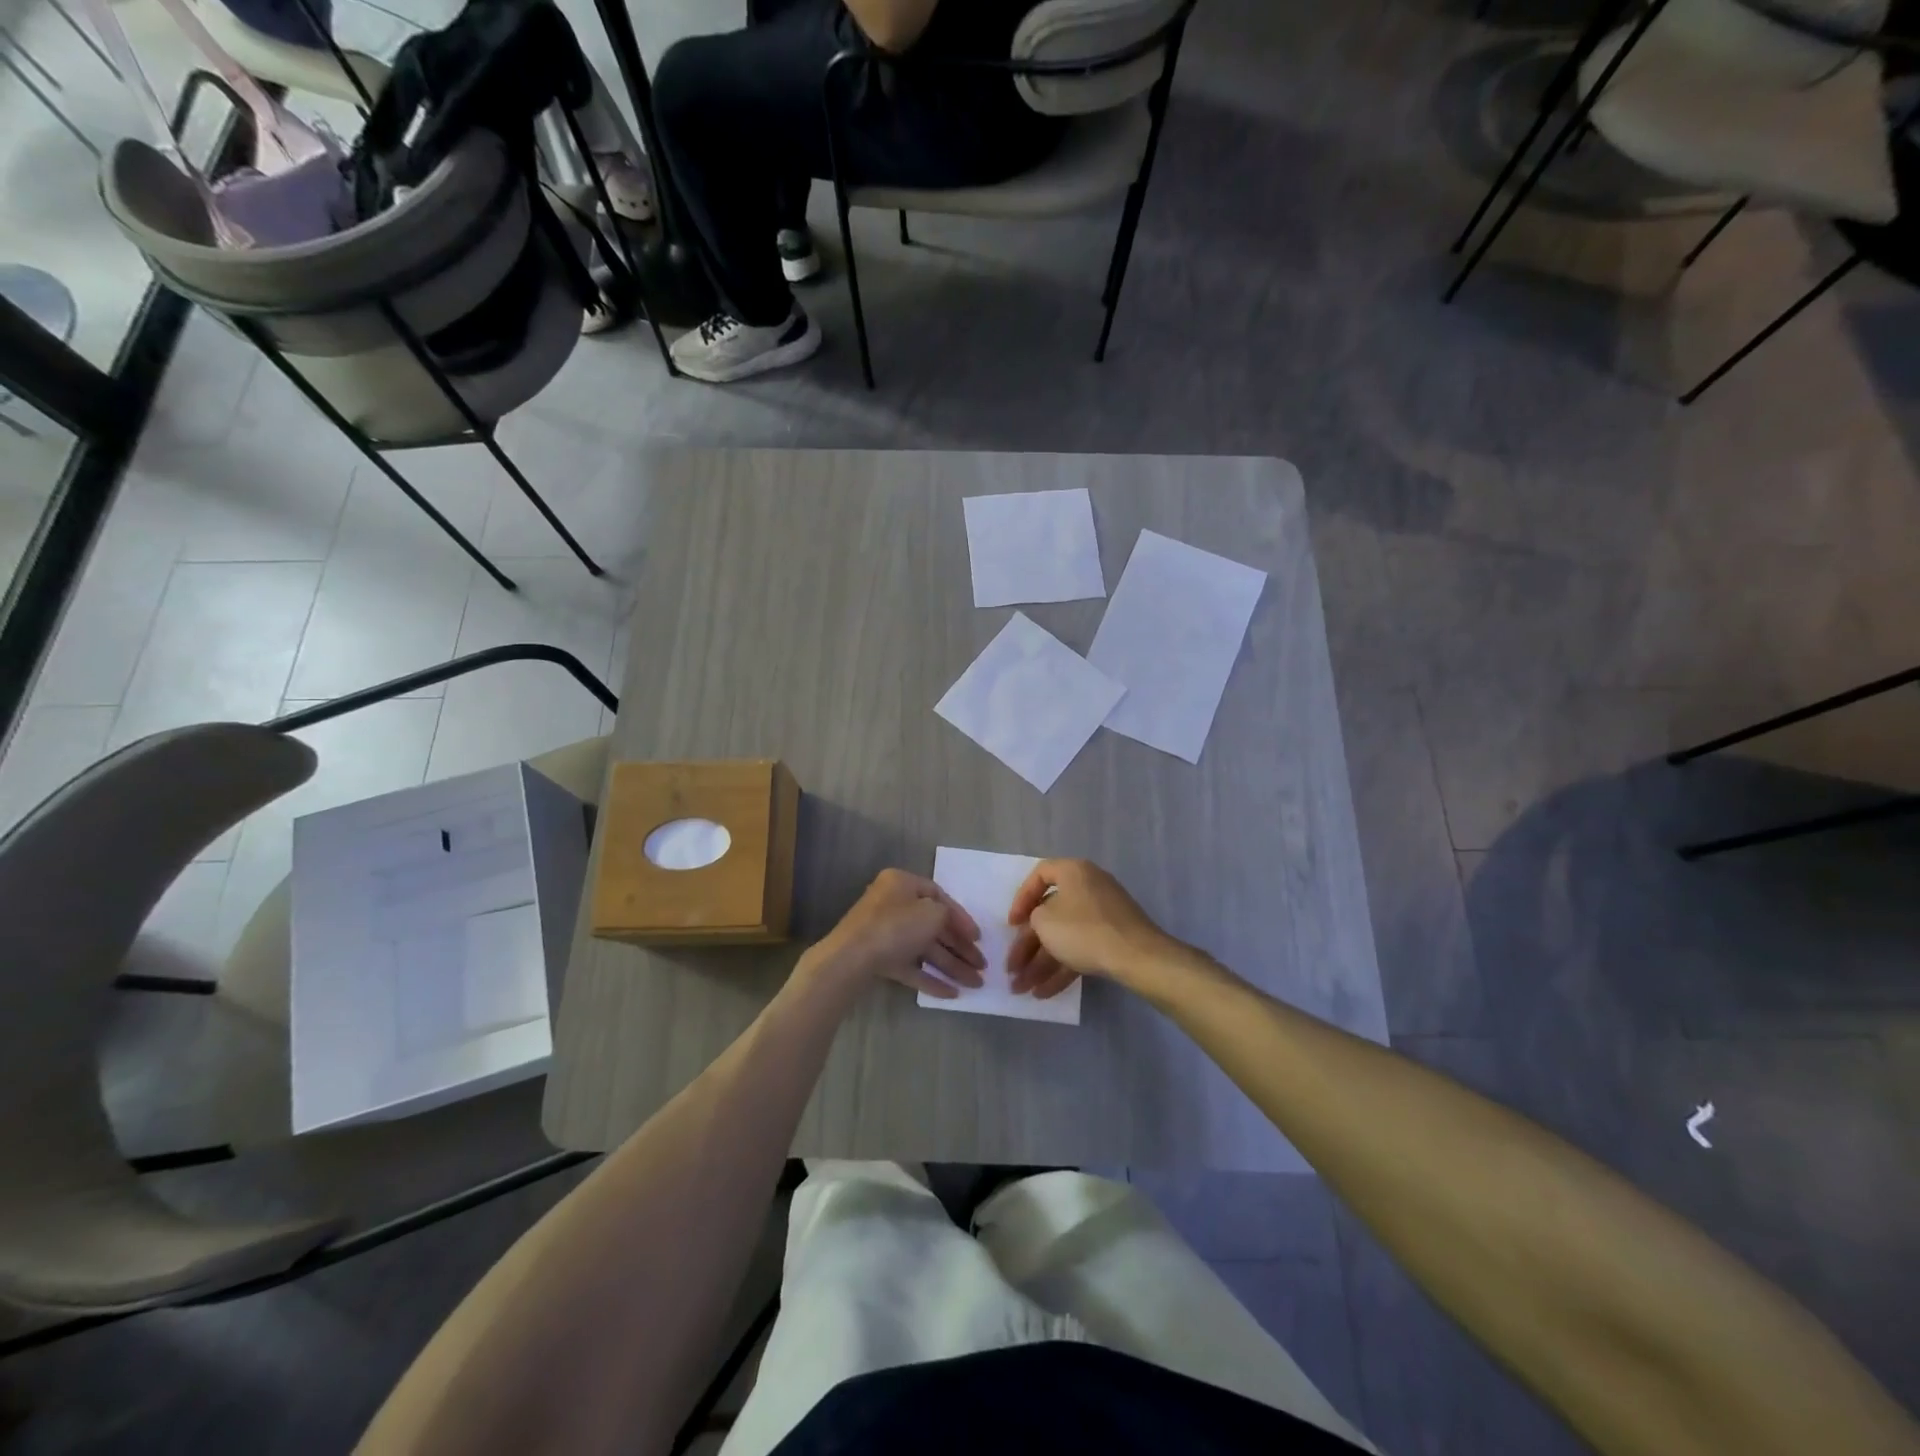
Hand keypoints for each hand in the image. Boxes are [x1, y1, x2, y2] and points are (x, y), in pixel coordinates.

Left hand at [803, 869, 985, 998]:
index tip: (978, 938)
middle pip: (934, 926)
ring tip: (975, 985)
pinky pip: (910, 967)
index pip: (938, 896)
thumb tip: (947, 922)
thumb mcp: (932, 912)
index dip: (961, 917)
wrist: (851, 958)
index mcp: (902, 884)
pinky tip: (951, 994)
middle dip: (960, 948)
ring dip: (951, 966)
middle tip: (982, 967)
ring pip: (924, 949)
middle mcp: (893, 905)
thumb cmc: (896, 925)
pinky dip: (930, 979)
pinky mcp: (880, 959)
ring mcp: (885, 934)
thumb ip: (947, 915)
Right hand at [1006, 859, 1175, 999]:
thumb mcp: (1045, 921)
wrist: (1137, 957)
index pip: (1039, 875)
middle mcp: (1088, 887)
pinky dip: (1062, 968)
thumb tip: (1040, 922)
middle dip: (1027, 946)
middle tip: (1011, 969)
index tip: (1012, 924)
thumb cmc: (1084, 930)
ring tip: (1021, 990)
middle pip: (1050, 915)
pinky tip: (1044, 993)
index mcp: (1073, 872)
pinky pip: (1080, 949)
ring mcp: (1103, 914)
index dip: (1021, 899)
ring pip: (1064, 937)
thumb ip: (1033, 918)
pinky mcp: (1112, 939)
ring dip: (1040, 963)